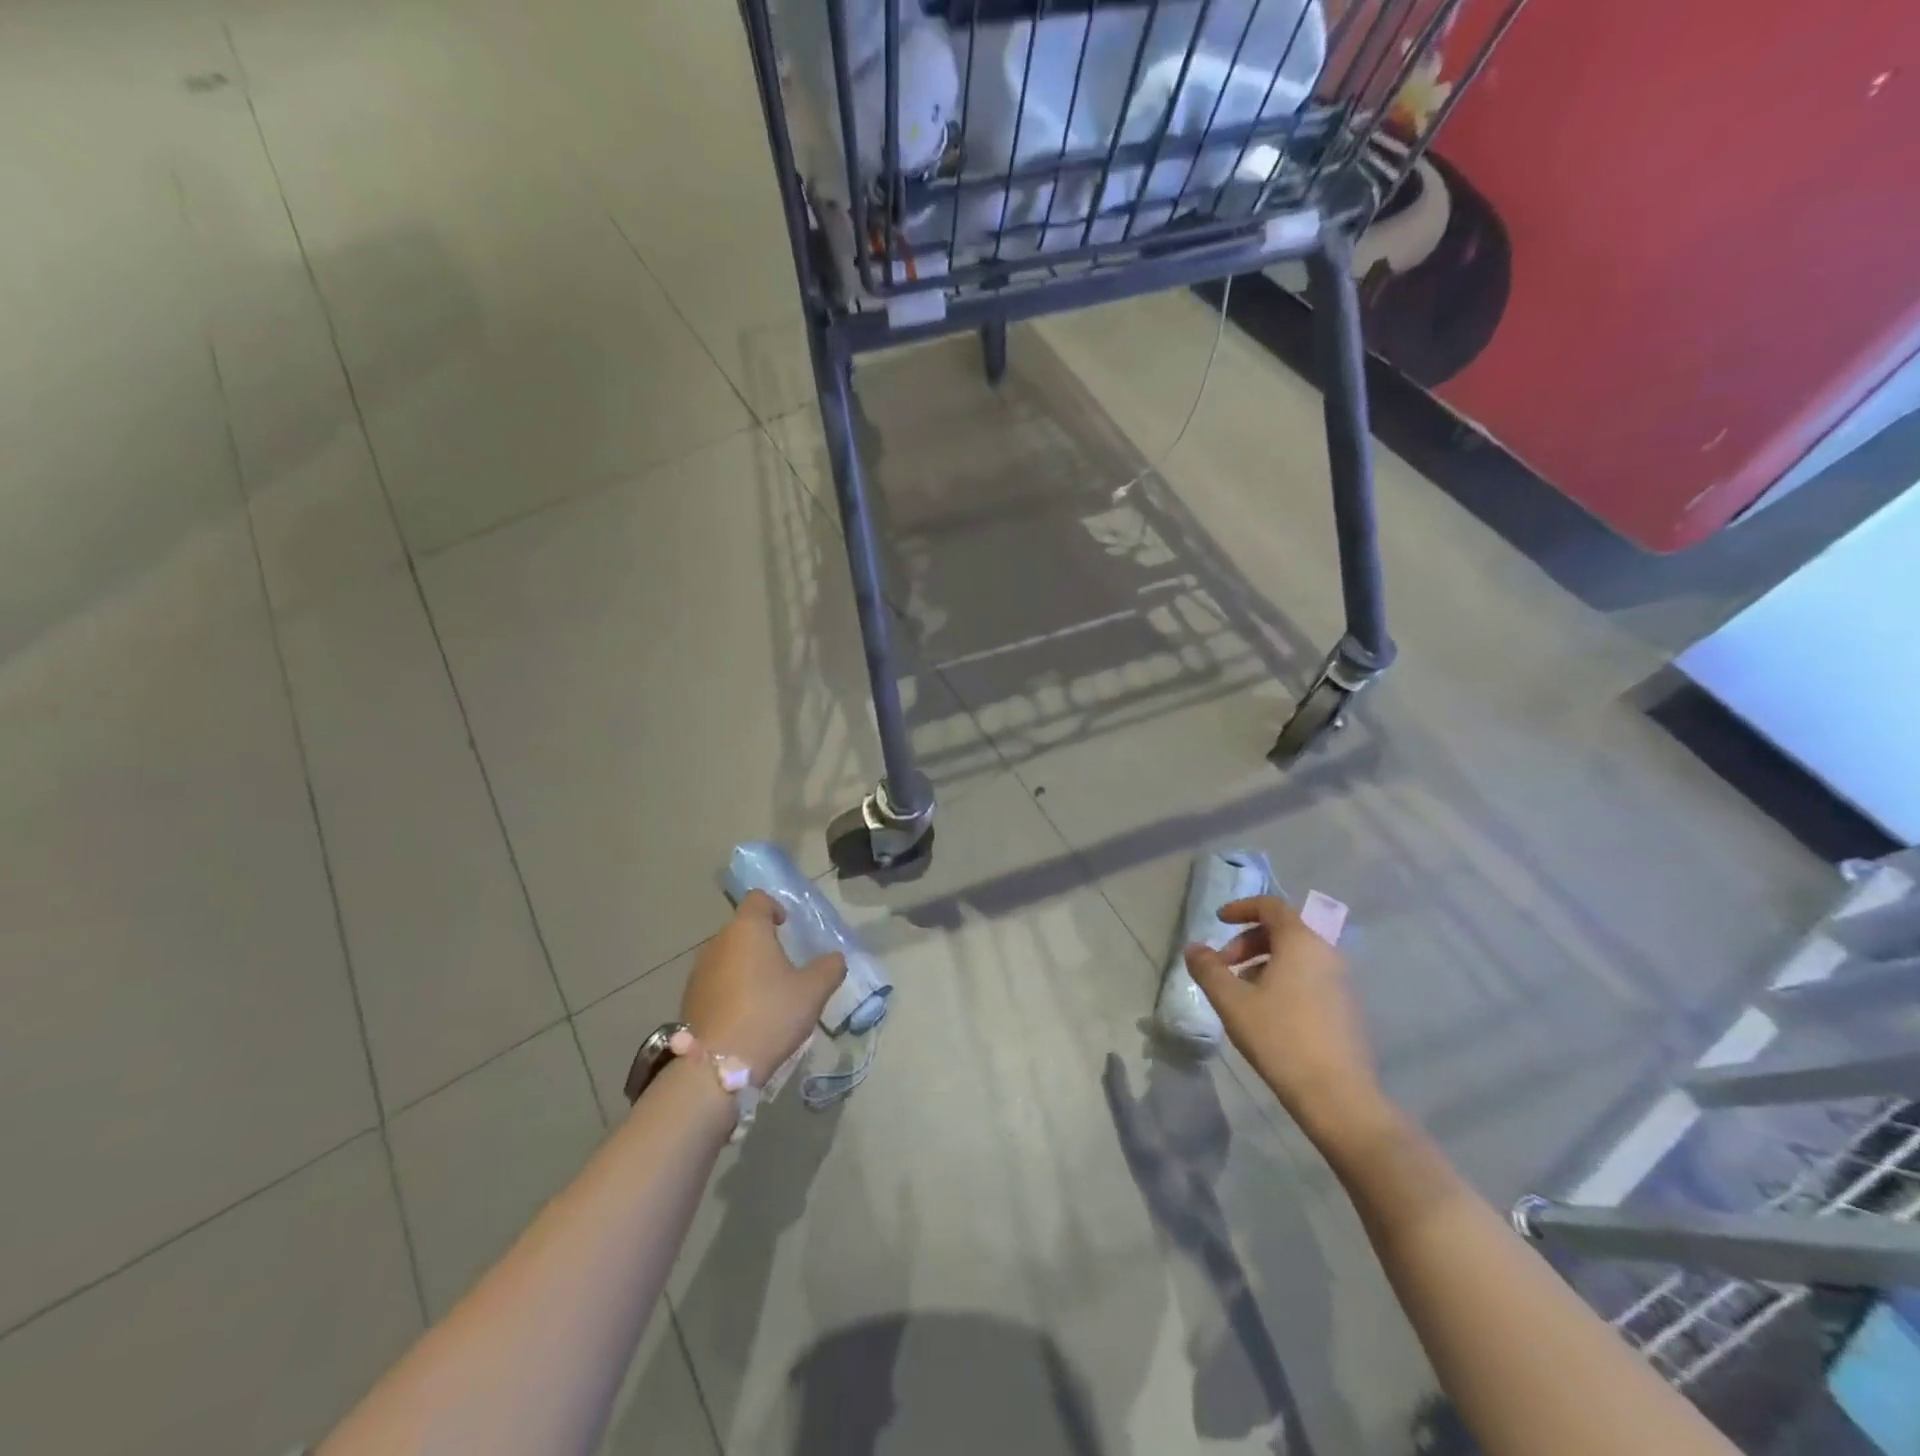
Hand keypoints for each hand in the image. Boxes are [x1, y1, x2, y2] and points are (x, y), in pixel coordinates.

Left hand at [681, 892, 845, 1083]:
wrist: (716, 1067)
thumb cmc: (769, 1014)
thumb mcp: (813, 991)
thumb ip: (829, 968)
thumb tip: (834, 958)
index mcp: (747, 929)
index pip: (758, 899)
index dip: (775, 907)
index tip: (787, 926)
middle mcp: (718, 943)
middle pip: (741, 929)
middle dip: (762, 941)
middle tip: (785, 965)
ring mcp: (698, 972)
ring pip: (727, 957)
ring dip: (745, 967)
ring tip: (766, 994)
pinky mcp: (688, 1001)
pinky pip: (715, 983)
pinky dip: (731, 990)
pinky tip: (746, 1016)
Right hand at [1183, 896, 1387, 1141]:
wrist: (1338, 1097)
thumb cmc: (1280, 1038)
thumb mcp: (1232, 1001)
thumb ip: (1208, 969)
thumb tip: (1194, 948)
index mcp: (1301, 942)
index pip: (1271, 906)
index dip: (1241, 908)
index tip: (1218, 921)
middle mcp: (1326, 954)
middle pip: (1283, 930)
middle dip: (1247, 942)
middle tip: (1223, 967)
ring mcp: (1342, 983)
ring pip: (1296, 957)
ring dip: (1263, 964)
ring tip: (1241, 994)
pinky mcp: (1347, 1009)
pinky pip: (1309, 978)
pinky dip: (1283, 981)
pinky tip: (1267, 1014)